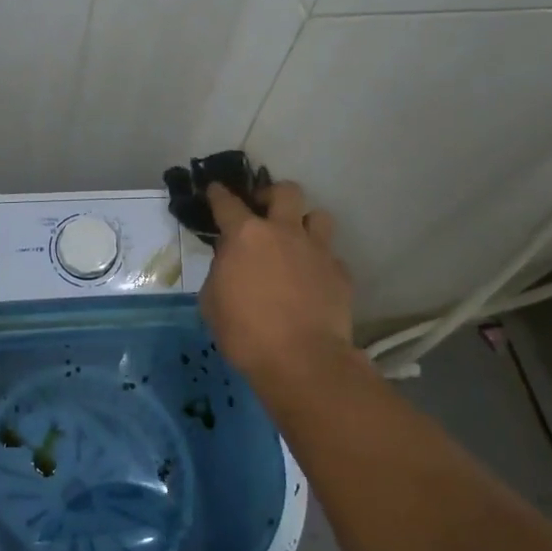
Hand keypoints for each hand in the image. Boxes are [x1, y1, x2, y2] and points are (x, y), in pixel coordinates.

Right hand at [199, 181, 357, 396]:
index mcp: (246, 235)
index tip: (215, 190)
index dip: (219, 194)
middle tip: (263, 211)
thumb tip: (230, 261)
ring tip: (295, 241)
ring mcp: (317, 250)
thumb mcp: (212, 301)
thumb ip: (220, 271)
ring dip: (304, 224)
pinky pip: (329, 256)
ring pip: (318, 216)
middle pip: (286, 191)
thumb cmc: (245, 332)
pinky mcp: (340, 272)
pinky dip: (318, 262)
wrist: (302, 360)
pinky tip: (311, 281)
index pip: (228, 203)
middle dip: (272, 195)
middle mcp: (284, 232)